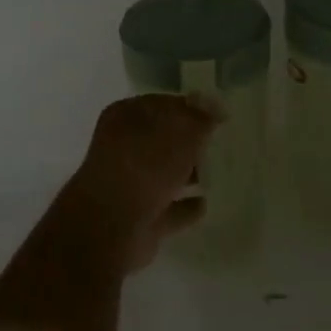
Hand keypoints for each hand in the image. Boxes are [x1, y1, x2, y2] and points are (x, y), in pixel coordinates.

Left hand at [69, 94, 218, 270]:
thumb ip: (200, 117)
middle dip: (189, 141)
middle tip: (218, 142)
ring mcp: (129, 184)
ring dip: (186, 173)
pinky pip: (169, 207)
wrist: (111, 226)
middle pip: (162, 139)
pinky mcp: (139, 218)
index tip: (217, 115)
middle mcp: (123, 147)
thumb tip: (214, 104)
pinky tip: (204, 204)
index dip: (190, 108)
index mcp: (126, 116)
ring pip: (164, 173)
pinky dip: (184, 206)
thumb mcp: (181, 132)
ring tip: (217, 172)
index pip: (163, 104)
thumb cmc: (145, 165)